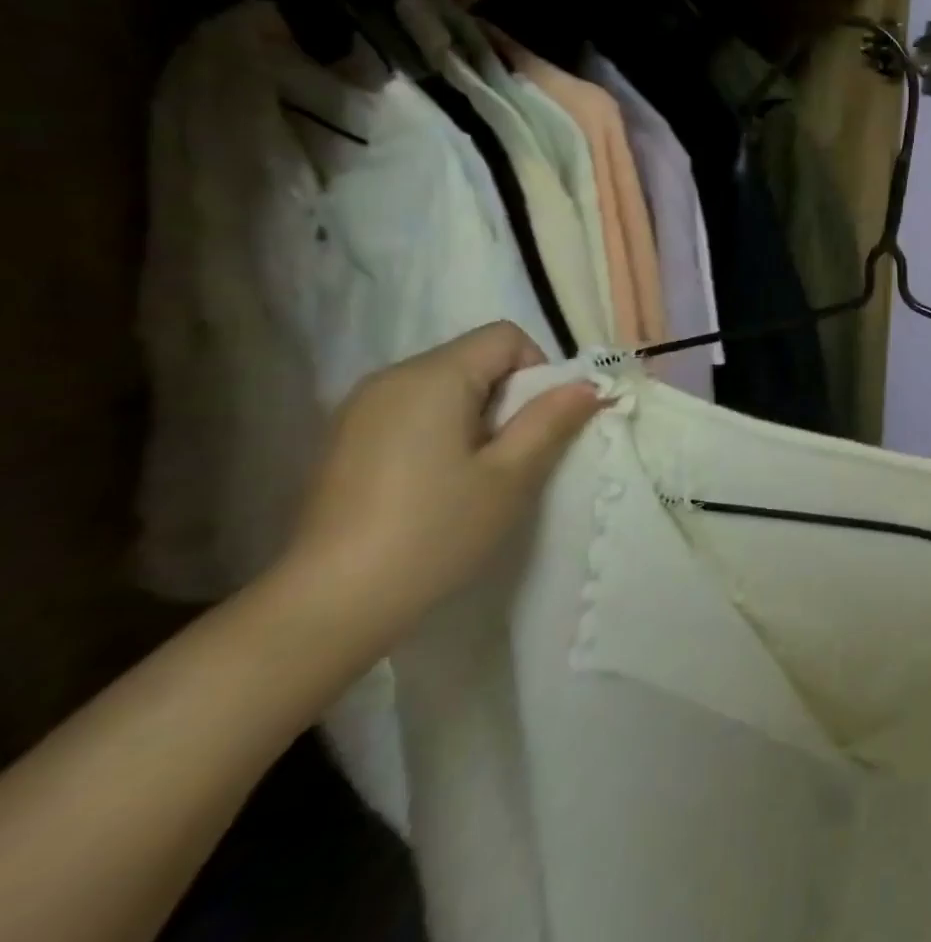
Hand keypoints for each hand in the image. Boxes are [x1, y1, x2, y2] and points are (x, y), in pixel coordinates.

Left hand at [276, 323, 602, 653]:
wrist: (330, 604)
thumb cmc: (434, 532)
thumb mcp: (511, 476)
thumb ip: (552, 420)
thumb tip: (588, 386)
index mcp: (432, 377)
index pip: (506, 337)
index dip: (538, 371)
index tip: (538, 425)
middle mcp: (391, 377)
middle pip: (475, 358)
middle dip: (508, 396)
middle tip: (512, 456)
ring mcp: (361, 408)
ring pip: (446, 386)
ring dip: (477, 416)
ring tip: (476, 474)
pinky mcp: (346, 439)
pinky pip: (414, 411)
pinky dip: (442, 431)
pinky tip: (436, 484)